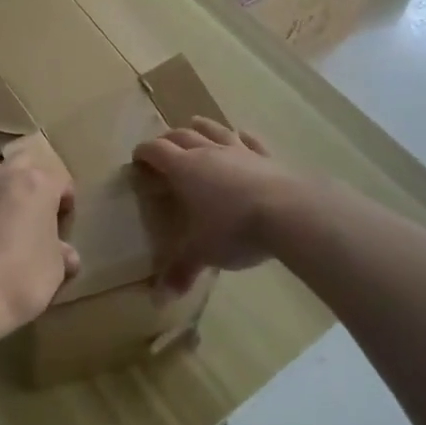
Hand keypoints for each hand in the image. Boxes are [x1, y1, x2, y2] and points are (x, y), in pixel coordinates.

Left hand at [0, 135, 79, 343]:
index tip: (65, 224)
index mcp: (37, 184)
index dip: (66, 201)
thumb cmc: (22, 278)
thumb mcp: (56, 270)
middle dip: (34, 182)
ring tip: (12, 219)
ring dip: (5, 188)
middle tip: (40, 213)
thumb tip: (65, 254)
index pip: (60, 181)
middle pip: (24, 165)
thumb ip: (62, 254)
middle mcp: (5, 177)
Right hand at [133, 117, 294, 295]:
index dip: (144, 152)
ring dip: (202, 127)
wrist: (289, 212)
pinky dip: (241, 137)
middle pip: (182, 136)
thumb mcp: (202, 253)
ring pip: (215, 130)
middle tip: (161, 146)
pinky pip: (250, 141)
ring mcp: (240, 151)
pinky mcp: (267, 157)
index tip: (137, 158)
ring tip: (194, 124)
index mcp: (184, 169)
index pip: (157, 151)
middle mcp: (208, 153)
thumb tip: (158, 300)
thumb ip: (181, 271)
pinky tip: (241, 135)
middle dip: (168, 139)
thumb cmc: (233, 229)